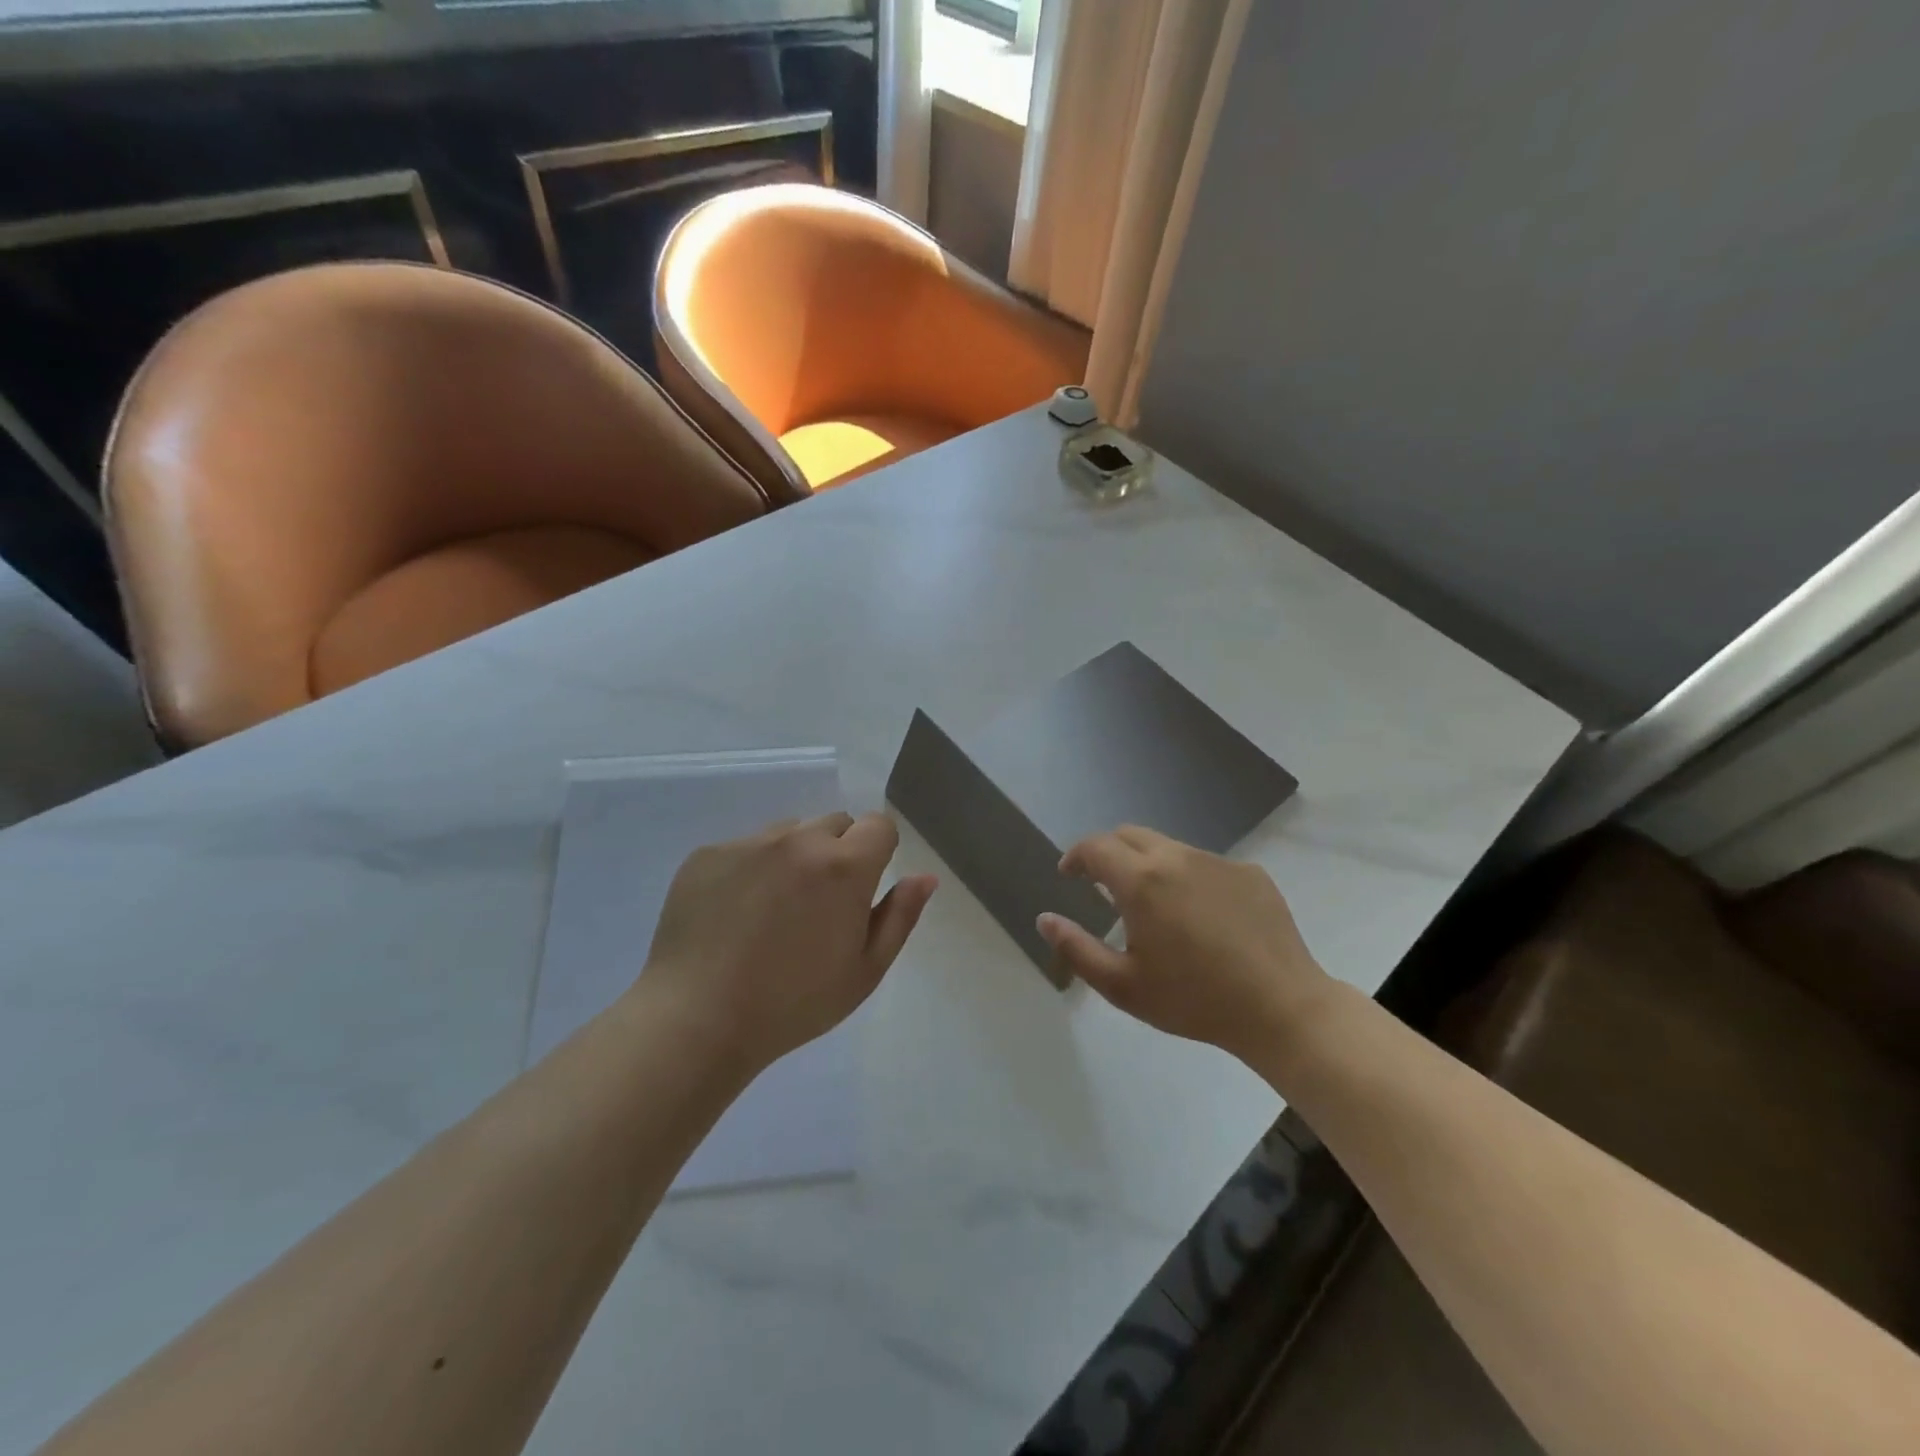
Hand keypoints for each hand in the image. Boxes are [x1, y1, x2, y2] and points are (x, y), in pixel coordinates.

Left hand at [638, 812, 936, 1072]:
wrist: (696, 1020)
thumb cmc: (794, 1004)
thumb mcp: (864, 971)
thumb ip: (900, 916)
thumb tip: (925, 877)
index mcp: (844, 866)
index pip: (878, 825)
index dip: (878, 852)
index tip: (862, 890)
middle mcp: (798, 840)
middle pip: (835, 823)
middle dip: (838, 853)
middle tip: (819, 906)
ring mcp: (748, 843)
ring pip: (789, 833)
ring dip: (794, 858)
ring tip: (772, 912)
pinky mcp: (707, 853)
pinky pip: (745, 848)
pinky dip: (750, 870)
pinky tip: (734, 916)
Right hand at [1036, 826, 1332, 1062]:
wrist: (1282, 1009)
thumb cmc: (1194, 1001)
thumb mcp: (1123, 985)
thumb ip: (1076, 948)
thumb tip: (1044, 919)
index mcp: (1142, 881)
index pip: (1095, 846)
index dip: (1075, 856)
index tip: (1069, 874)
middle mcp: (1177, 857)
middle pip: (1130, 835)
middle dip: (1108, 853)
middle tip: (1103, 886)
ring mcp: (1218, 862)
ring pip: (1169, 848)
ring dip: (1149, 865)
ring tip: (1155, 907)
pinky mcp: (1250, 873)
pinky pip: (1206, 864)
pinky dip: (1188, 879)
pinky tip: (1202, 918)